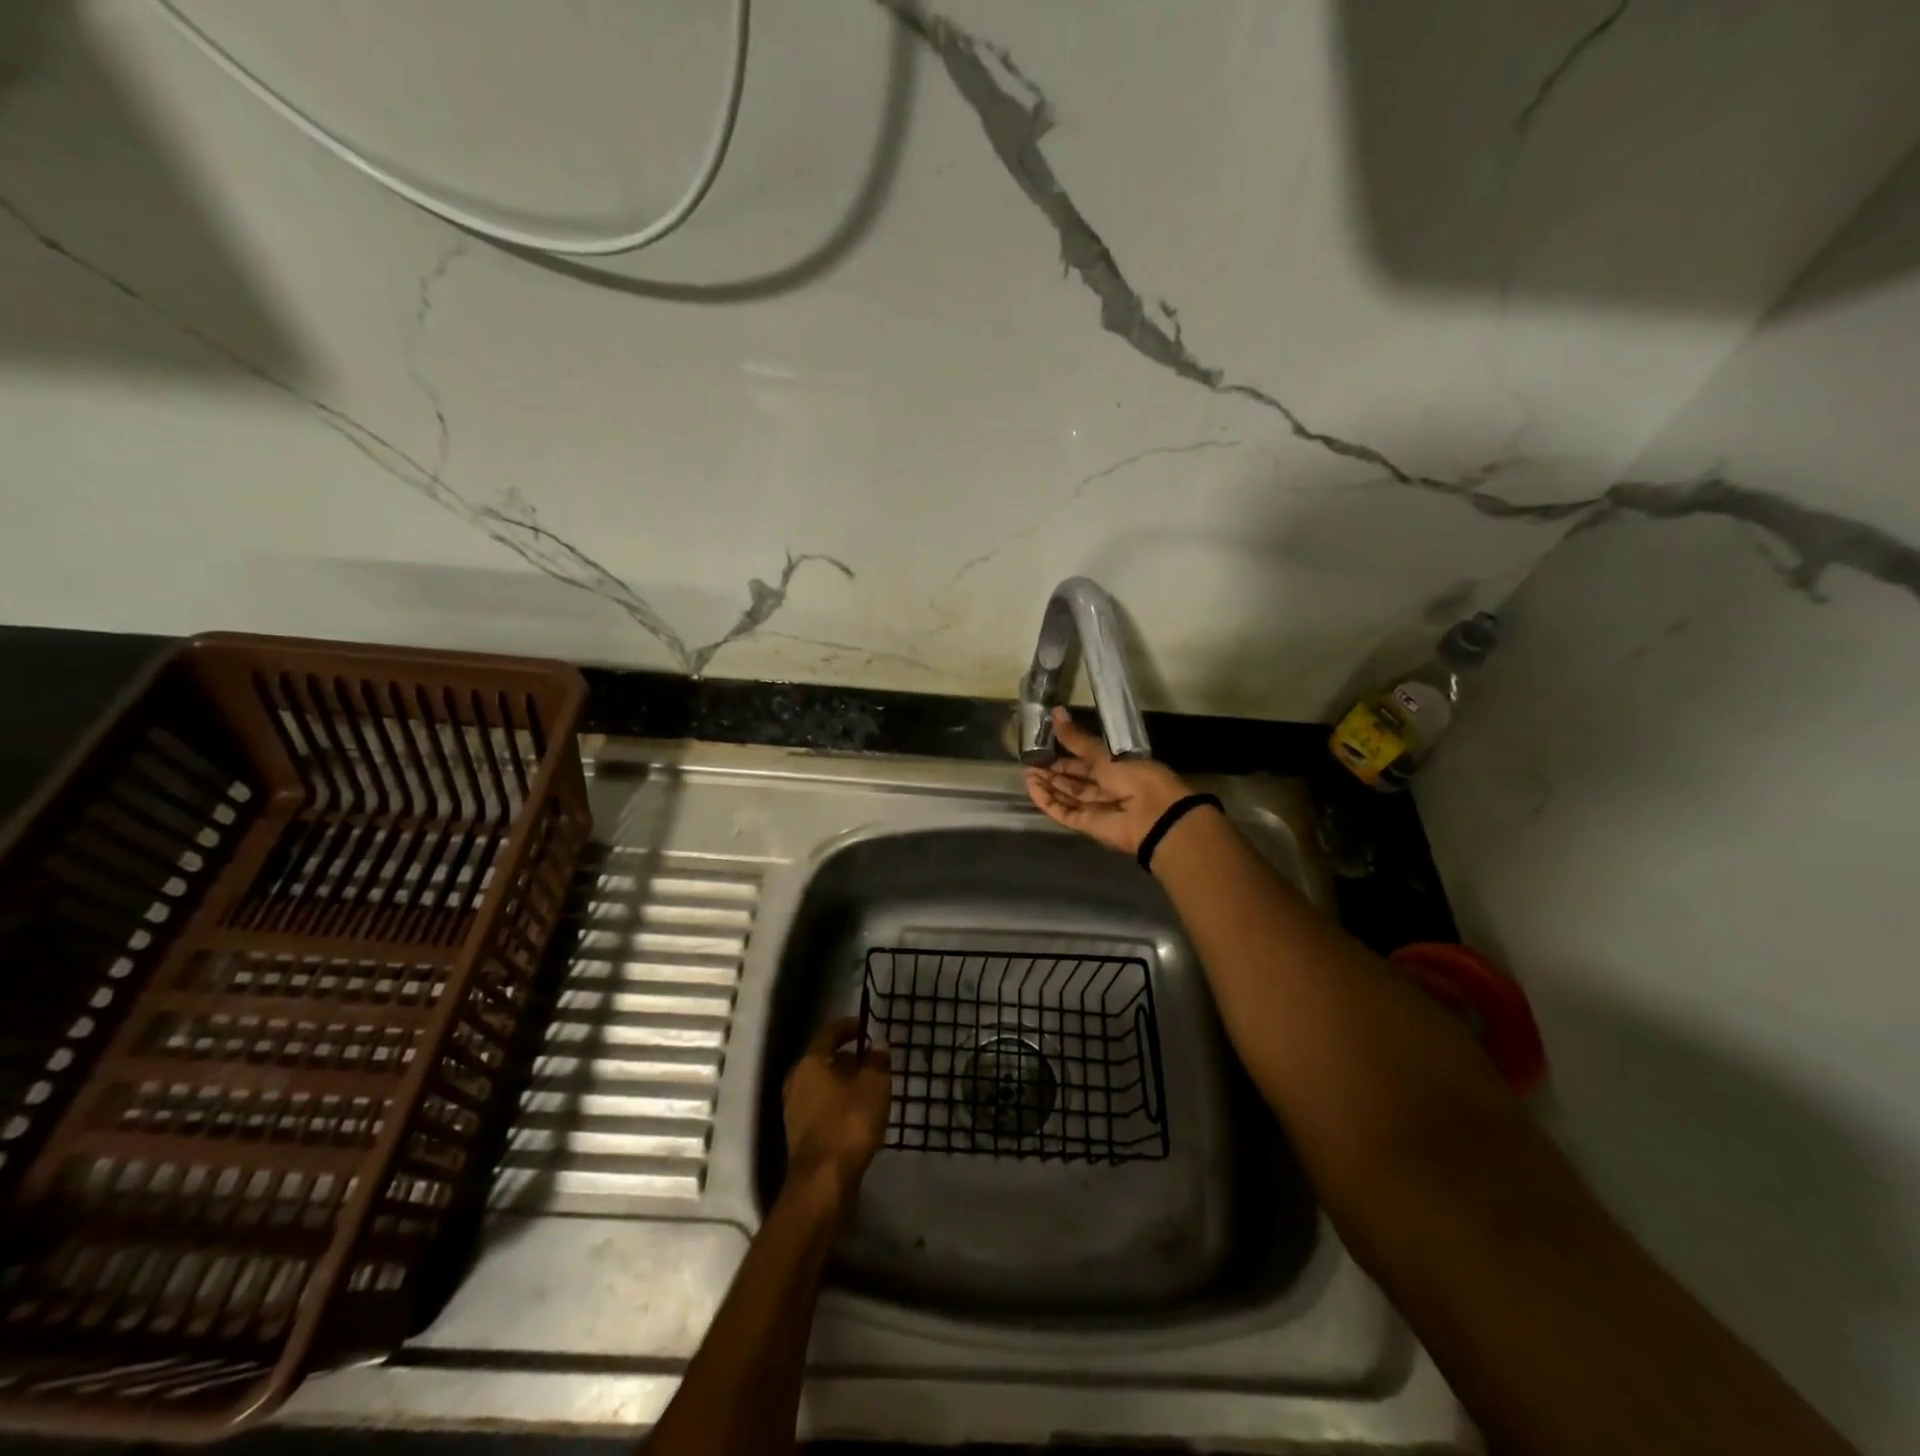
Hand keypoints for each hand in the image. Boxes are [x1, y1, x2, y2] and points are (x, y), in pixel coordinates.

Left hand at [783, 1016, 891, 1210]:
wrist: (823, 1182)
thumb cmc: (849, 1123)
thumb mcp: (874, 1085)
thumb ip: (878, 1061)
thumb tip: (879, 1043)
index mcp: (810, 1063)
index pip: (830, 1033)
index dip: (850, 1027)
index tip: (867, 1027)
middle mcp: (796, 1082)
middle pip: (824, 1060)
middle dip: (849, 1058)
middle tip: (873, 1060)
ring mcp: (794, 1110)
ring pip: (823, 1085)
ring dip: (844, 1083)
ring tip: (870, 1087)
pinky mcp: (800, 1135)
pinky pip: (822, 1107)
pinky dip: (839, 1104)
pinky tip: (858, 1114)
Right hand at [1024, 707, 1193, 856]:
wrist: (1153, 815)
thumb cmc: (1135, 777)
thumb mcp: (1104, 753)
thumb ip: (1077, 739)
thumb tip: (1056, 712)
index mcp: (1118, 768)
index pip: (1087, 761)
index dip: (1067, 755)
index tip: (1045, 747)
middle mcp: (1107, 788)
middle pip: (1075, 781)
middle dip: (1054, 772)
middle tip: (1031, 762)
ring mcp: (1097, 808)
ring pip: (1067, 797)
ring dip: (1048, 786)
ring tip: (1027, 774)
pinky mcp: (1087, 825)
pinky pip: (1064, 813)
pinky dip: (1048, 802)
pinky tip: (1032, 789)